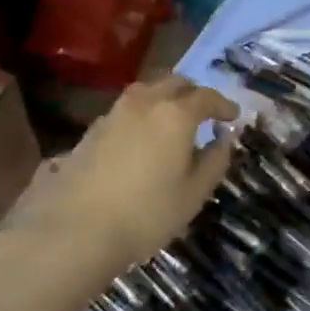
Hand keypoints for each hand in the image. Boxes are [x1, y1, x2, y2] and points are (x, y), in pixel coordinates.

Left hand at [7, 76, 239, 290]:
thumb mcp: (194, 194)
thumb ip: (214, 161)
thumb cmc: (147, 213)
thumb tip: (224, 138)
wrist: (76, 228)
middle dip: (193, 93)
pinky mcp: (93, 129)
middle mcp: (145, 103)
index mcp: (176, 114)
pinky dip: (143, 113)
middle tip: (204, 112)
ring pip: (147, 91)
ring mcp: (115, 113)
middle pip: (174, 83)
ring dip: (165, 98)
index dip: (223, 104)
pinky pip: (127, 108)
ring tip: (172, 120)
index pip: (206, 97)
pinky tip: (142, 137)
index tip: (233, 116)